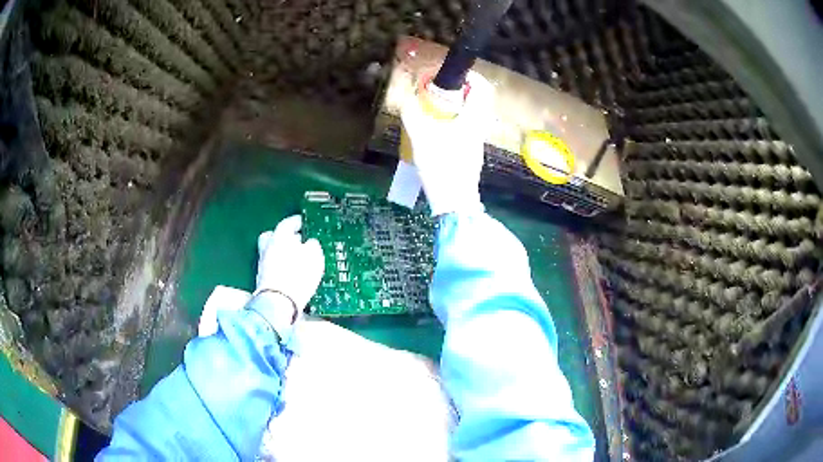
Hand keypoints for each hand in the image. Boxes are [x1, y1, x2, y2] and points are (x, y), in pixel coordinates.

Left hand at [256, 216, 324, 311]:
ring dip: (283, 253)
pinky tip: (292, 273)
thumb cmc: (298, 276)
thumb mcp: (314, 257)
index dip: (297, 222)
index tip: (304, 223)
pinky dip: (282, 267)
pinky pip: (274, 267)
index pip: (287, 223)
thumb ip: (312, 246)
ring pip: (273, 252)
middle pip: (274, 236)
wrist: (279, 303)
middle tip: (297, 240)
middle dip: (285, 237)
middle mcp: (267, 248)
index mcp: (279, 237)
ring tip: (298, 260)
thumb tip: (310, 243)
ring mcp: (263, 264)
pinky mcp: (263, 280)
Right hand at [400, 71, 494, 215]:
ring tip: (433, 107)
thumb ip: (412, 113)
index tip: (452, 73)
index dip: (470, 75)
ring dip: (456, 105)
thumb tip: (404, 97)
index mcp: (474, 118)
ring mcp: (477, 140)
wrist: (454, 202)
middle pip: (477, 99)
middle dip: (459, 89)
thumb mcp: (422, 136)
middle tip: (438, 89)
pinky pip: (466, 126)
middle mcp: (480, 127)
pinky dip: (454, 119)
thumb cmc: (442, 166)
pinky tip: (436, 128)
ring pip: (472, 113)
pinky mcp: (471, 152)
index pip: (483, 88)